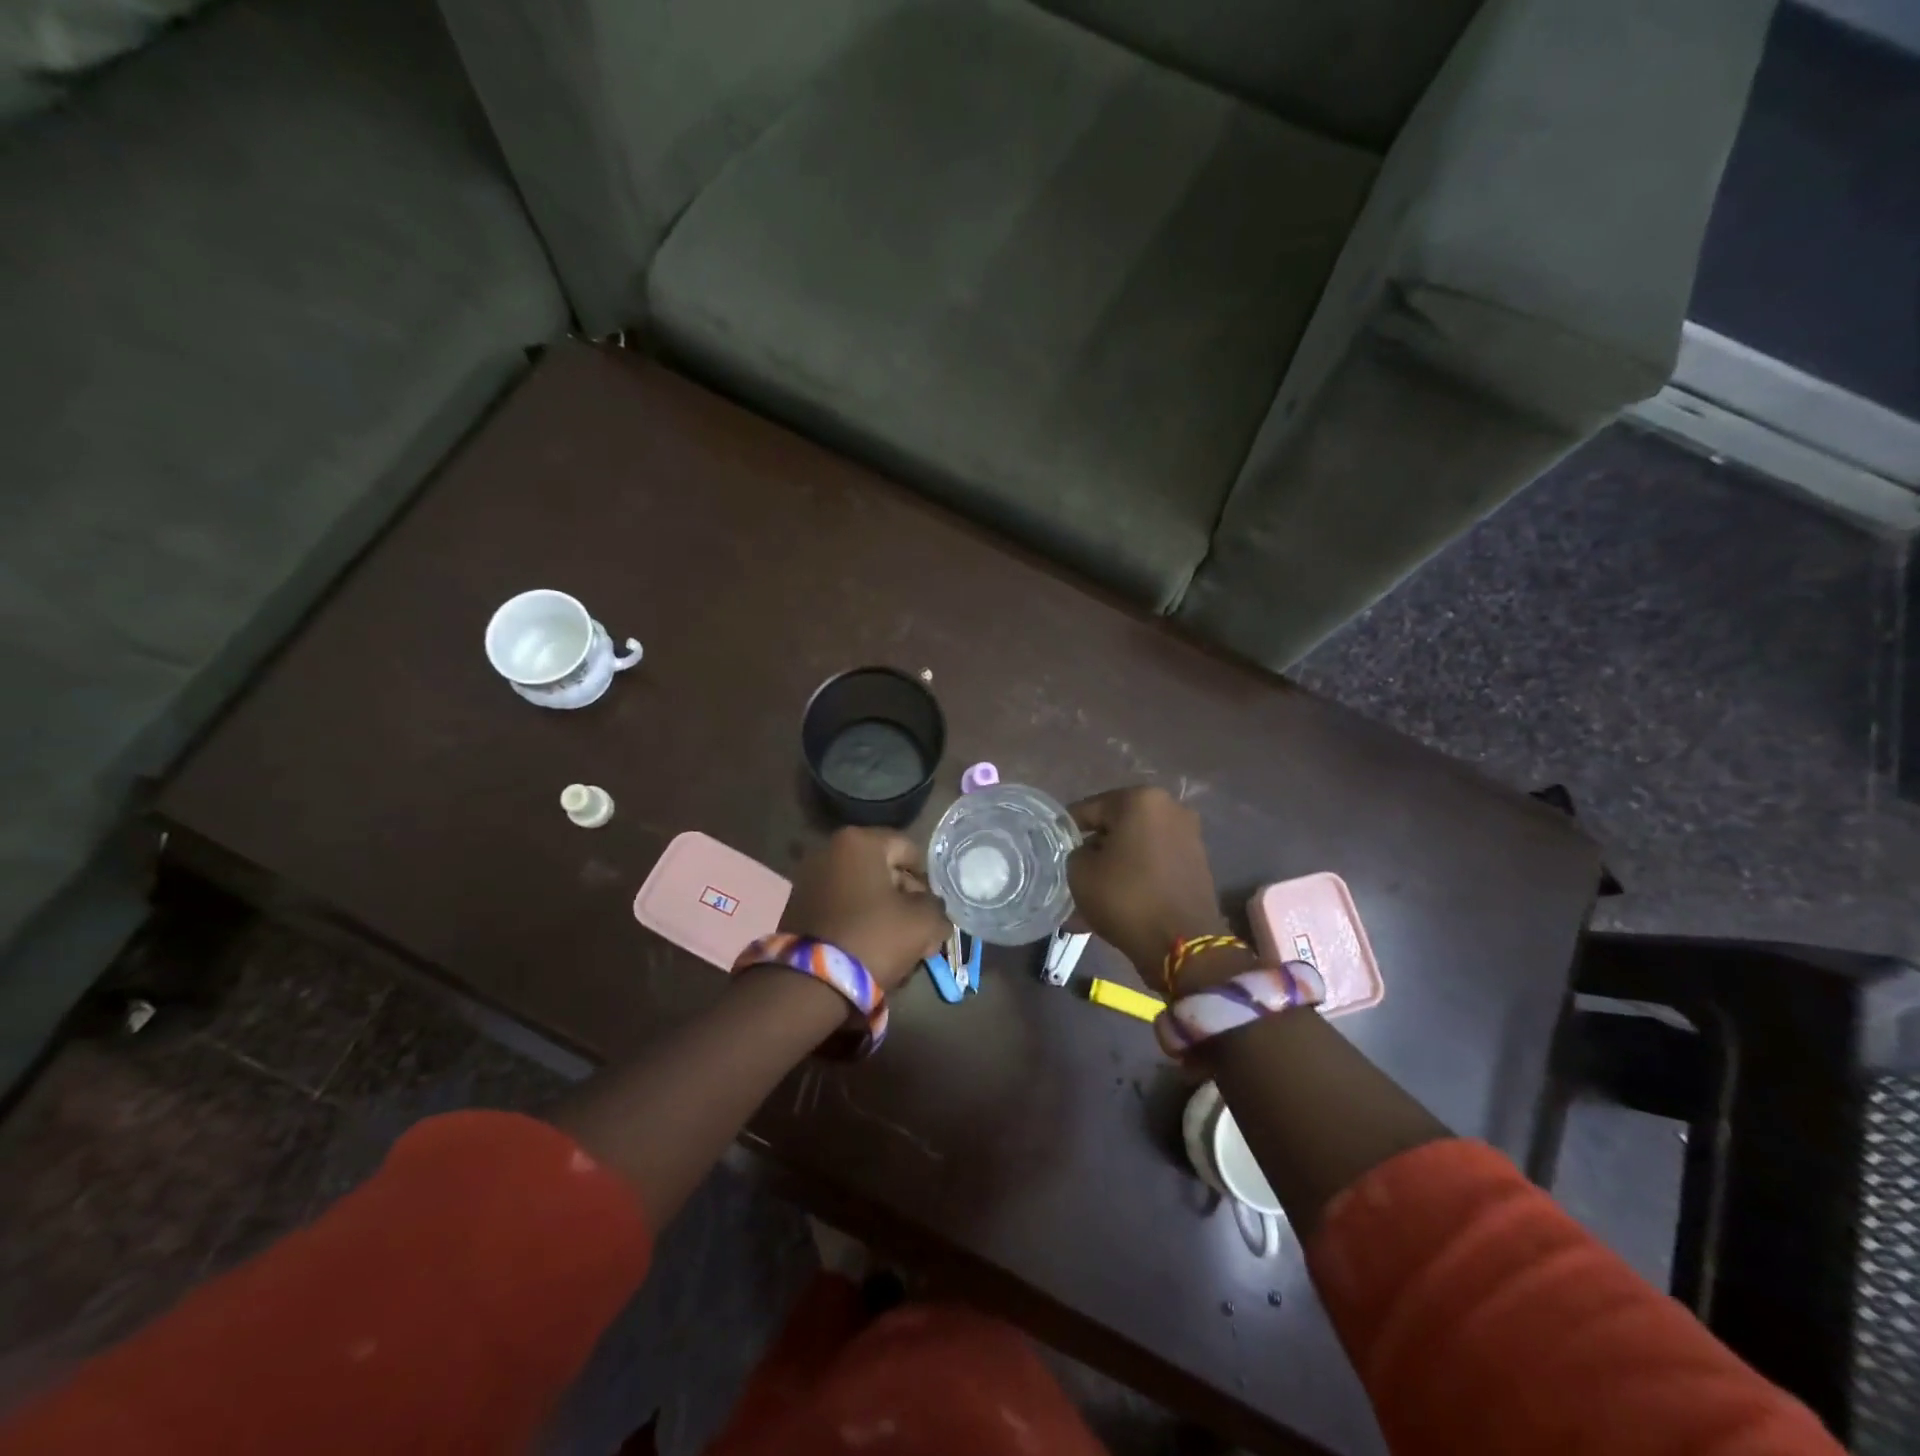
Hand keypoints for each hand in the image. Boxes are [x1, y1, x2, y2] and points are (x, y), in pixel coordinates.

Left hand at [781, 828, 950, 993]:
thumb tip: (932, 910)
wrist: (811, 984)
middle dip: (905, 900)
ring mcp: (809, 878)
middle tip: (919, 932)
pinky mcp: (798, 907)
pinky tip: (869, 951)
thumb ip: (937, 908)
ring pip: (862, 892)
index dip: (927, 879)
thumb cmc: (873, 938)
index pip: (909, 849)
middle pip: (884, 871)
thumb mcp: (923, 923)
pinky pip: (841, 908)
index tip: (932, 910)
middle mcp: (830, 850)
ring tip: (896, 948)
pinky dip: (858, 923)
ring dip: (883, 914)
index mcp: (860, 841)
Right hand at [1067, 787, 1227, 987]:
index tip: (1052, 849)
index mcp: (1140, 799)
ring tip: (1090, 897)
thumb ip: (1075, 852)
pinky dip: (1135, 879)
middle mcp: (1169, 809)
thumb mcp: (1079, 871)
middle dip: (1094, 850)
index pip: (1089, 809)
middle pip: (1116, 827)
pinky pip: (1154, 865)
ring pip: (1135, 849)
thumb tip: (1087, 853)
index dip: (1066, 830)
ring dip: (1114, 868)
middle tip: (1072, 874)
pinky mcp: (1196, 865)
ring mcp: (1188, 837)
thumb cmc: (1126, 897)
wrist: (1183, 944)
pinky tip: (1114, 905)